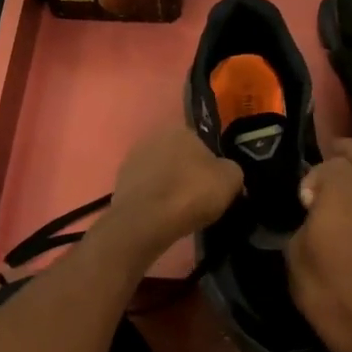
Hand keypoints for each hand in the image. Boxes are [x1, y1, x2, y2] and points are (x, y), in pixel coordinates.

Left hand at [101, 124, 243, 267]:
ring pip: (161, 174)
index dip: (211, 166)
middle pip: (179, 157)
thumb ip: (231, 170)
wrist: (147, 221)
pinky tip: (162, 216)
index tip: (215, 186)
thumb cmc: (192, 193)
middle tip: (200, 199)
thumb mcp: (231, 179)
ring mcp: (132, 159)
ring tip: (180, 211)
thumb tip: (225, 173)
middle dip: (188, 174)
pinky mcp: (119, 183)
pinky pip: (147, 190)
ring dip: (170, 187)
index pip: (202, 143)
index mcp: (181, 129)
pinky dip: (155, 200)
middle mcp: (153, 137)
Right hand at [285, 140, 351, 351]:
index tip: (302, 193)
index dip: (317, 169)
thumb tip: (309, 215)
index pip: (334, 163)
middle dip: (349, 150)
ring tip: (331, 203)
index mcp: (339, 202)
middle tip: (333, 149)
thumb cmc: (324, 291)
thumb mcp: (294, 257)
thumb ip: (303, 226)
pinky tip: (344, 235)